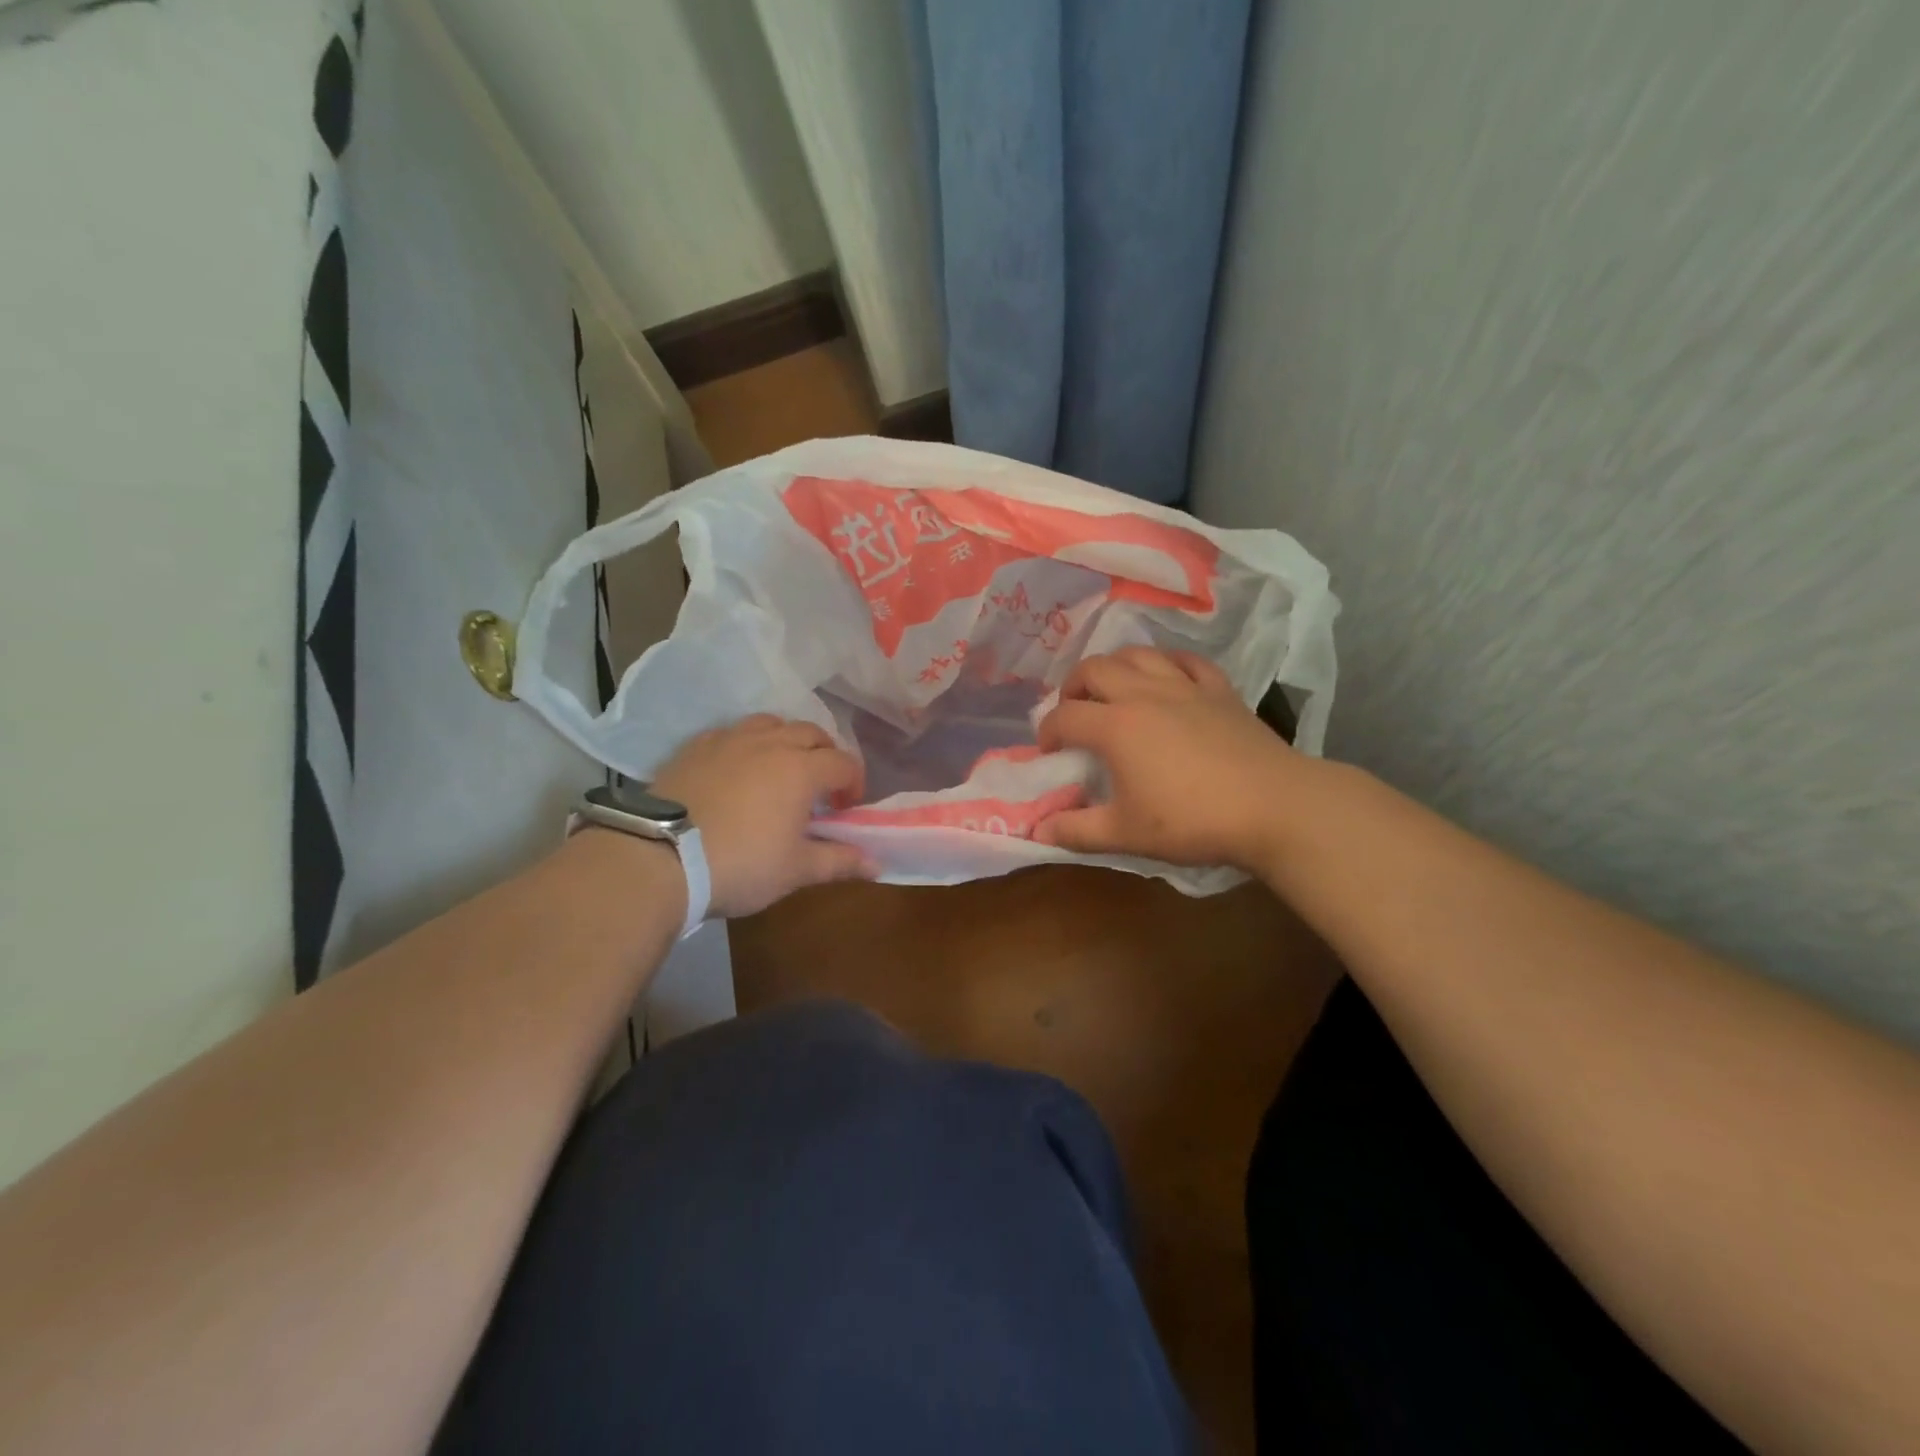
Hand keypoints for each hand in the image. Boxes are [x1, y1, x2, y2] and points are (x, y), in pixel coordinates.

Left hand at [651, 715, 875, 917]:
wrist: (659, 858)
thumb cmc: (740, 864)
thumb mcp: (795, 870)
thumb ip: (839, 862)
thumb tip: (878, 865)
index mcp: (802, 769)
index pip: (844, 763)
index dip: (853, 783)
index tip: (847, 808)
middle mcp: (770, 743)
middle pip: (811, 733)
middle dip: (825, 755)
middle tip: (820, 787)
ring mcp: (729, 740)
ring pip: (770, 724)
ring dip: (786, 741)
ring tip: (780, 769)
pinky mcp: (695, 747)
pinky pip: (731, 732)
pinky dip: (746, 744)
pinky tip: (737, 768)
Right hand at [1035, 647, 1315, 871]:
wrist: (1273, 807)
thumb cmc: (1192, 820)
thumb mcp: (1126, 834)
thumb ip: (1077, 830)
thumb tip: (1038, 829)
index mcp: (1115, 726)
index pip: (1064, 716)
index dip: (1047, 732)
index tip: (1048, 752)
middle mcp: (1144, 694)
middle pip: (1094, 668)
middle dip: (1072, 687)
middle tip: (1073, 712)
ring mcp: (1185, 686)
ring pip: (1138, 654)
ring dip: (1115, 666)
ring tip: (1113, 689)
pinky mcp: (1220, 690)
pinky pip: (1186, 661)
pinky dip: (1166, 663)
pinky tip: (1166, 677)